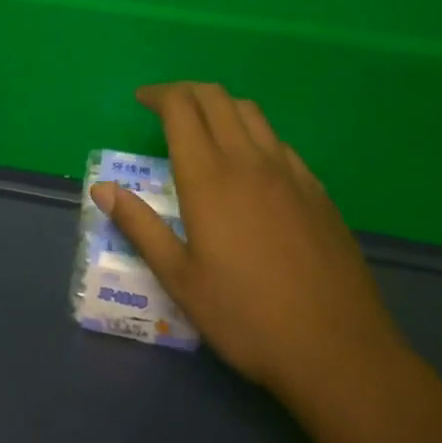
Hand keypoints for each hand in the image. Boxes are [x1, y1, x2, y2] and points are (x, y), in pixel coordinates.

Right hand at [91, 82, 400, 391]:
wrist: (339, 351)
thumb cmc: (247, 318)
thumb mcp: (180, 280)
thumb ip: (140, 226)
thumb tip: (101, 188)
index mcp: (208, 177)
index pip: (181, 108)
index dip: (158, 94)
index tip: (141, 100)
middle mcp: (248, 160)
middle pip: (215, 97)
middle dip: (186, 91)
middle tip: (166, 107)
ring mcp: (289, 172)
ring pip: (250, 112)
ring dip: (220, 105)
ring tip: (205, 126)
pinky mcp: (316, 189)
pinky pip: (278, 141)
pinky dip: (253, 133)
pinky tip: (251, 165)